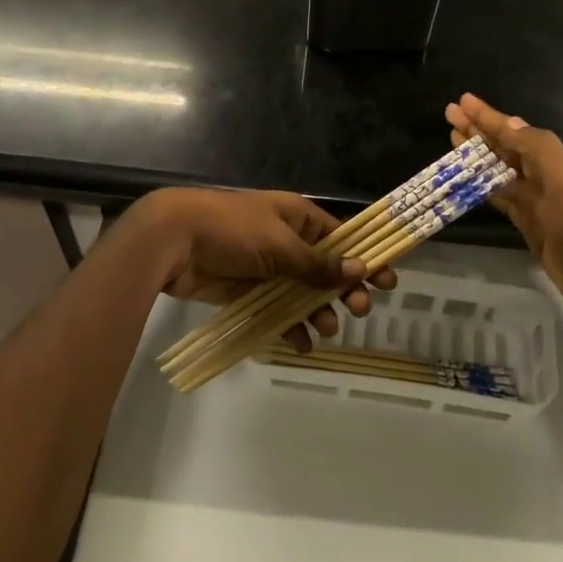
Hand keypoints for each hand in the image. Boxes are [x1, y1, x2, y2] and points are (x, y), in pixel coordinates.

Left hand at [126, 188, 395, 347]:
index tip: (388, 281)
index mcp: (297, 217)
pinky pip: (277, 310)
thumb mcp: (280, 243)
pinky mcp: (248, 291)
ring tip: (326, 329)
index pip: (341, 237)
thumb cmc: (232, 230)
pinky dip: (290, 326)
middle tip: (360, 310)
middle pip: (325, 268)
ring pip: (303, 293)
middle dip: (344, 290)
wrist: (174, 240)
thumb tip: (360, 269)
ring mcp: (267, 267)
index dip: (364, 258)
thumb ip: (318, 263)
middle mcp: (286, 240)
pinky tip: (300, 343)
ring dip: (319, 311)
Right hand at [445, 93, 562, 332]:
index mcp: (553, 160)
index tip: (462, 101)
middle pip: (504, 146)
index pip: (513, 130)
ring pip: (498, 170)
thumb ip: (536, 148)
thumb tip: (508, 121)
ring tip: (451, 138)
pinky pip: (498, 196)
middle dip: (477, 130)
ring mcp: (534, 200)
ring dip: (476, 155)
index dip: (488, 116)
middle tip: (448, 114)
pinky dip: (481, 185)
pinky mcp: (527, 223)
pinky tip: (465, 179)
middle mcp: (543, 175)